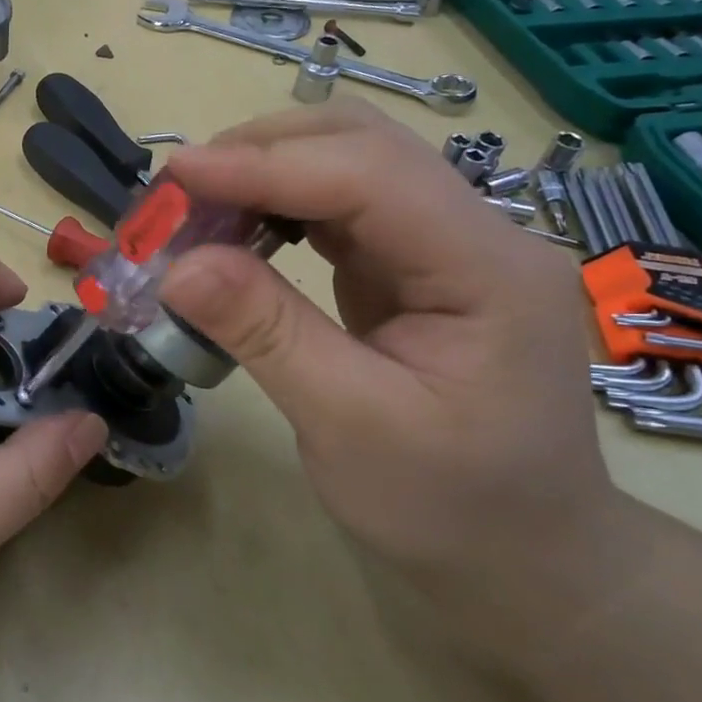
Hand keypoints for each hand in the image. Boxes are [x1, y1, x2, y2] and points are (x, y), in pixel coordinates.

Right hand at [159, 102, 630, 662]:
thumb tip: (178, 266)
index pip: (370, 176)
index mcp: (488, 269)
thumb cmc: (448, 505)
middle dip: (262, 153)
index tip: (177, 174)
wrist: (524, 556)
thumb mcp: (348, 425)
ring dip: (265, 172)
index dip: (266, 164)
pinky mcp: (414, 263)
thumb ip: (266, 333)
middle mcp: (478, 233)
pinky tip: (236, 231)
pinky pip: (339, 207)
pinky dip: (276, 205)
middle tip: (178, 192)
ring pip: (348, 164)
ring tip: (194, 208)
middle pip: (364, 144)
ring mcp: (447, 243)